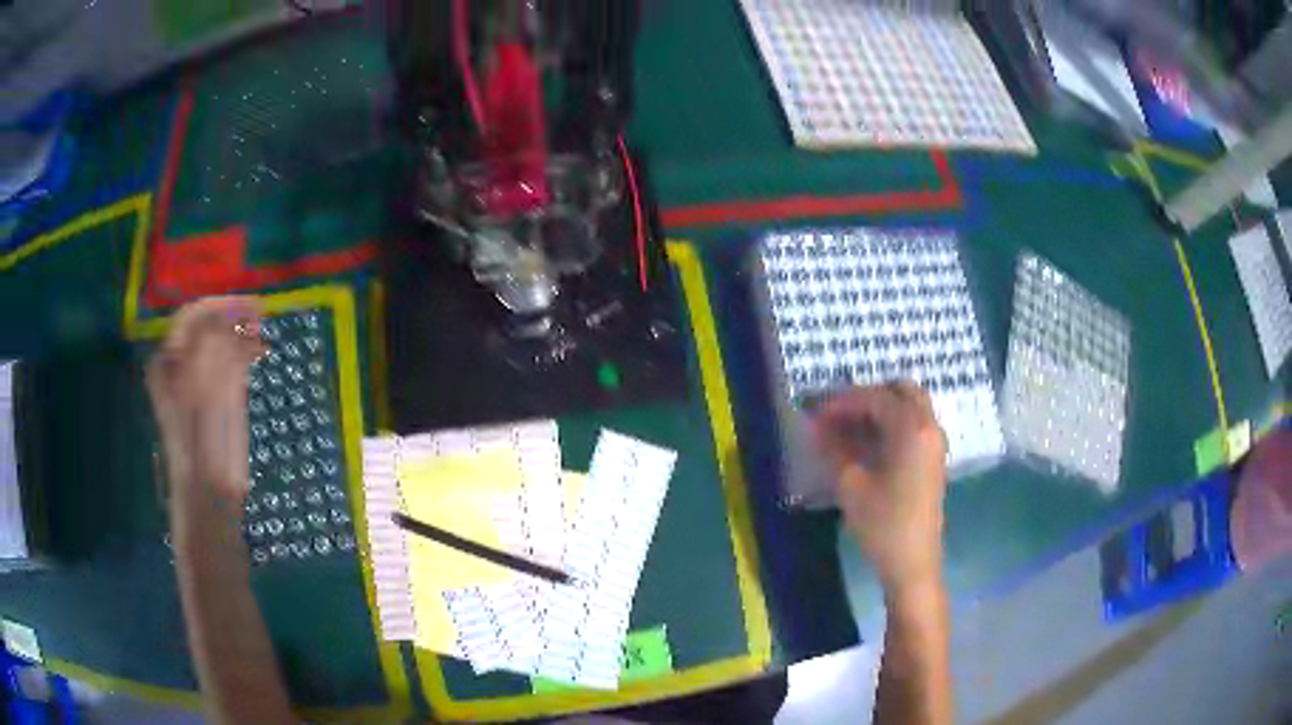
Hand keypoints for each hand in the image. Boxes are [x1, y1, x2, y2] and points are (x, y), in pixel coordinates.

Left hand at [147, 296, 265, 502]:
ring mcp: (199, 380)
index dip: (221, 306)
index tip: (250, 305)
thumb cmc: (200, 444)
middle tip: (260, 315)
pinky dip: (245, 352)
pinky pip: (229, 361)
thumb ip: (212, 352)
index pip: (194, 317)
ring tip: (262, 332)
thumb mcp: (201, 390)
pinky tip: (260, 352)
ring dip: (241, 332)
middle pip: (207, 326)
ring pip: (220, 342)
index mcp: (169, 360)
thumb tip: (229, 318)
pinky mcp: (216, 396)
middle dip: (233, 316)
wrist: (208, 491)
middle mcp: (181, 365)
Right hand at [813, 382, 947, 598]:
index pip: (875, 398)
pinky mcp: (932, 459)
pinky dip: (890, 423)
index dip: (843, 401)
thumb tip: (817, 424)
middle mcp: (929, 427)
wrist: (913, 563)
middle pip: (901, 390)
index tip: (815, 411)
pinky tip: (865, 443)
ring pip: (909, 406)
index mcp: (912, 428)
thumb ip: (834, 447)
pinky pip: (913, 425)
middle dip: (867, 396)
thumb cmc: (883, 524)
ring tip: (846, 427)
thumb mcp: (851, 485)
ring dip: (880, 409)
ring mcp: (934, 443)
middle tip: (837, 413)